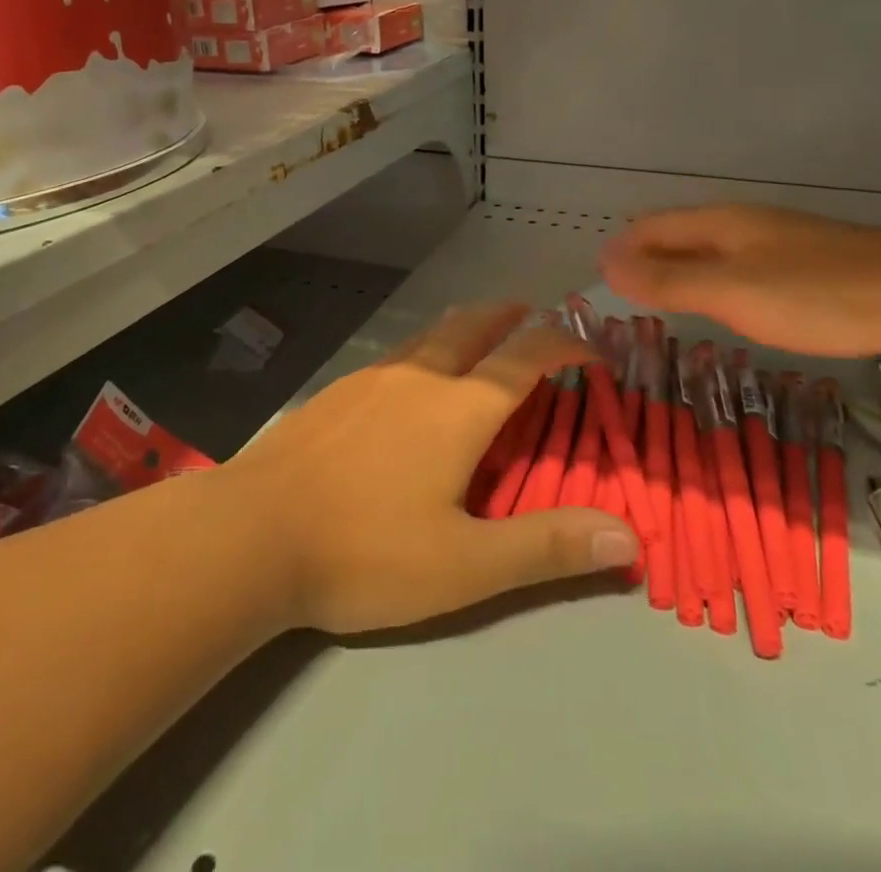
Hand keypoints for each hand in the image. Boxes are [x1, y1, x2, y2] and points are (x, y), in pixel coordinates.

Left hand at [223, 302, 639, 634]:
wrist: (251, 533)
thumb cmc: (365, 552)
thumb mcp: (465, 566)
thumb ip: (546, 548)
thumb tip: (628, 537)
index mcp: (459, 408)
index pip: (527, 357)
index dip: (565, 342)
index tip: (591, 345)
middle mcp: (420, 377)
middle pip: (474, 326)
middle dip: (511, 316)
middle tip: (533, 315)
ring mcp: (372, 378)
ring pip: (431, 335)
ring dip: (466, 327)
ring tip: (480, 335)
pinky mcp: (337, 391)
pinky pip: (396, 354)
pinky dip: (425, 350)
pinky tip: (411, 380)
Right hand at [599, 205, 880, 357]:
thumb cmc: (818, 294)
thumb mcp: (733, 291)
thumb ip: (669, 280)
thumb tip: (605, 263)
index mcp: (720, 223)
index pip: (652, 227)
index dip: (622, 250)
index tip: (596, 281)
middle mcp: (743, 224)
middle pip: (679, 235)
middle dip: (645, 259)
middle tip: (620, 298)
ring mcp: (778, 243)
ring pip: (711, 251)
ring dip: (679, 271)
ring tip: (660, 302)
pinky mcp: (806, 265)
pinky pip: (740, 267)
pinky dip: (713, 283)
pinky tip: (726, 305)